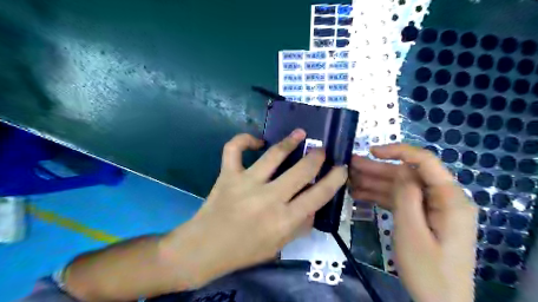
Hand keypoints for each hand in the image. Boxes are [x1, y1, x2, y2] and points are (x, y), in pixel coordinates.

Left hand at [158, 131, 348, 288]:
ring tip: (300, 133)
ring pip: (274, 155)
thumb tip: (314, 204)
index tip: (342, 168)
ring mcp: (246, 184)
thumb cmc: (244, 251)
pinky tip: (257, 141)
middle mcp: (269, 199)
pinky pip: (235, 149)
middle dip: (317, 157)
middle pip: (302, 170)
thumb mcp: (279, 245)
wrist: (205, 249)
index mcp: (284, 220)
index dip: (335, 178)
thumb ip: (300, 225)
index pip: (319, 194)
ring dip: (291, 141)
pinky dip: (244, 139)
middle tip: (321, 150)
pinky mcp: (227, 175)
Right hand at [350, 144, 477, 301]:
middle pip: (407, 175)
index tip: (371, 151)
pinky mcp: (422, 217)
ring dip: (374, 183)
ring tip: (348, 179)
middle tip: (349, 165)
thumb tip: (401, 168)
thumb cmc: (427, 270)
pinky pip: (400, 201)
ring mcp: (431, 208)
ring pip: (400, 187)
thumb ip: (407, 196)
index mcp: (449, 198)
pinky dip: (380, 197)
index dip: (398, 151)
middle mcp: (442, 198)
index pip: (425, 162)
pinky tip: (359, 194)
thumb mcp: (412, 231)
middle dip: (377, 169)